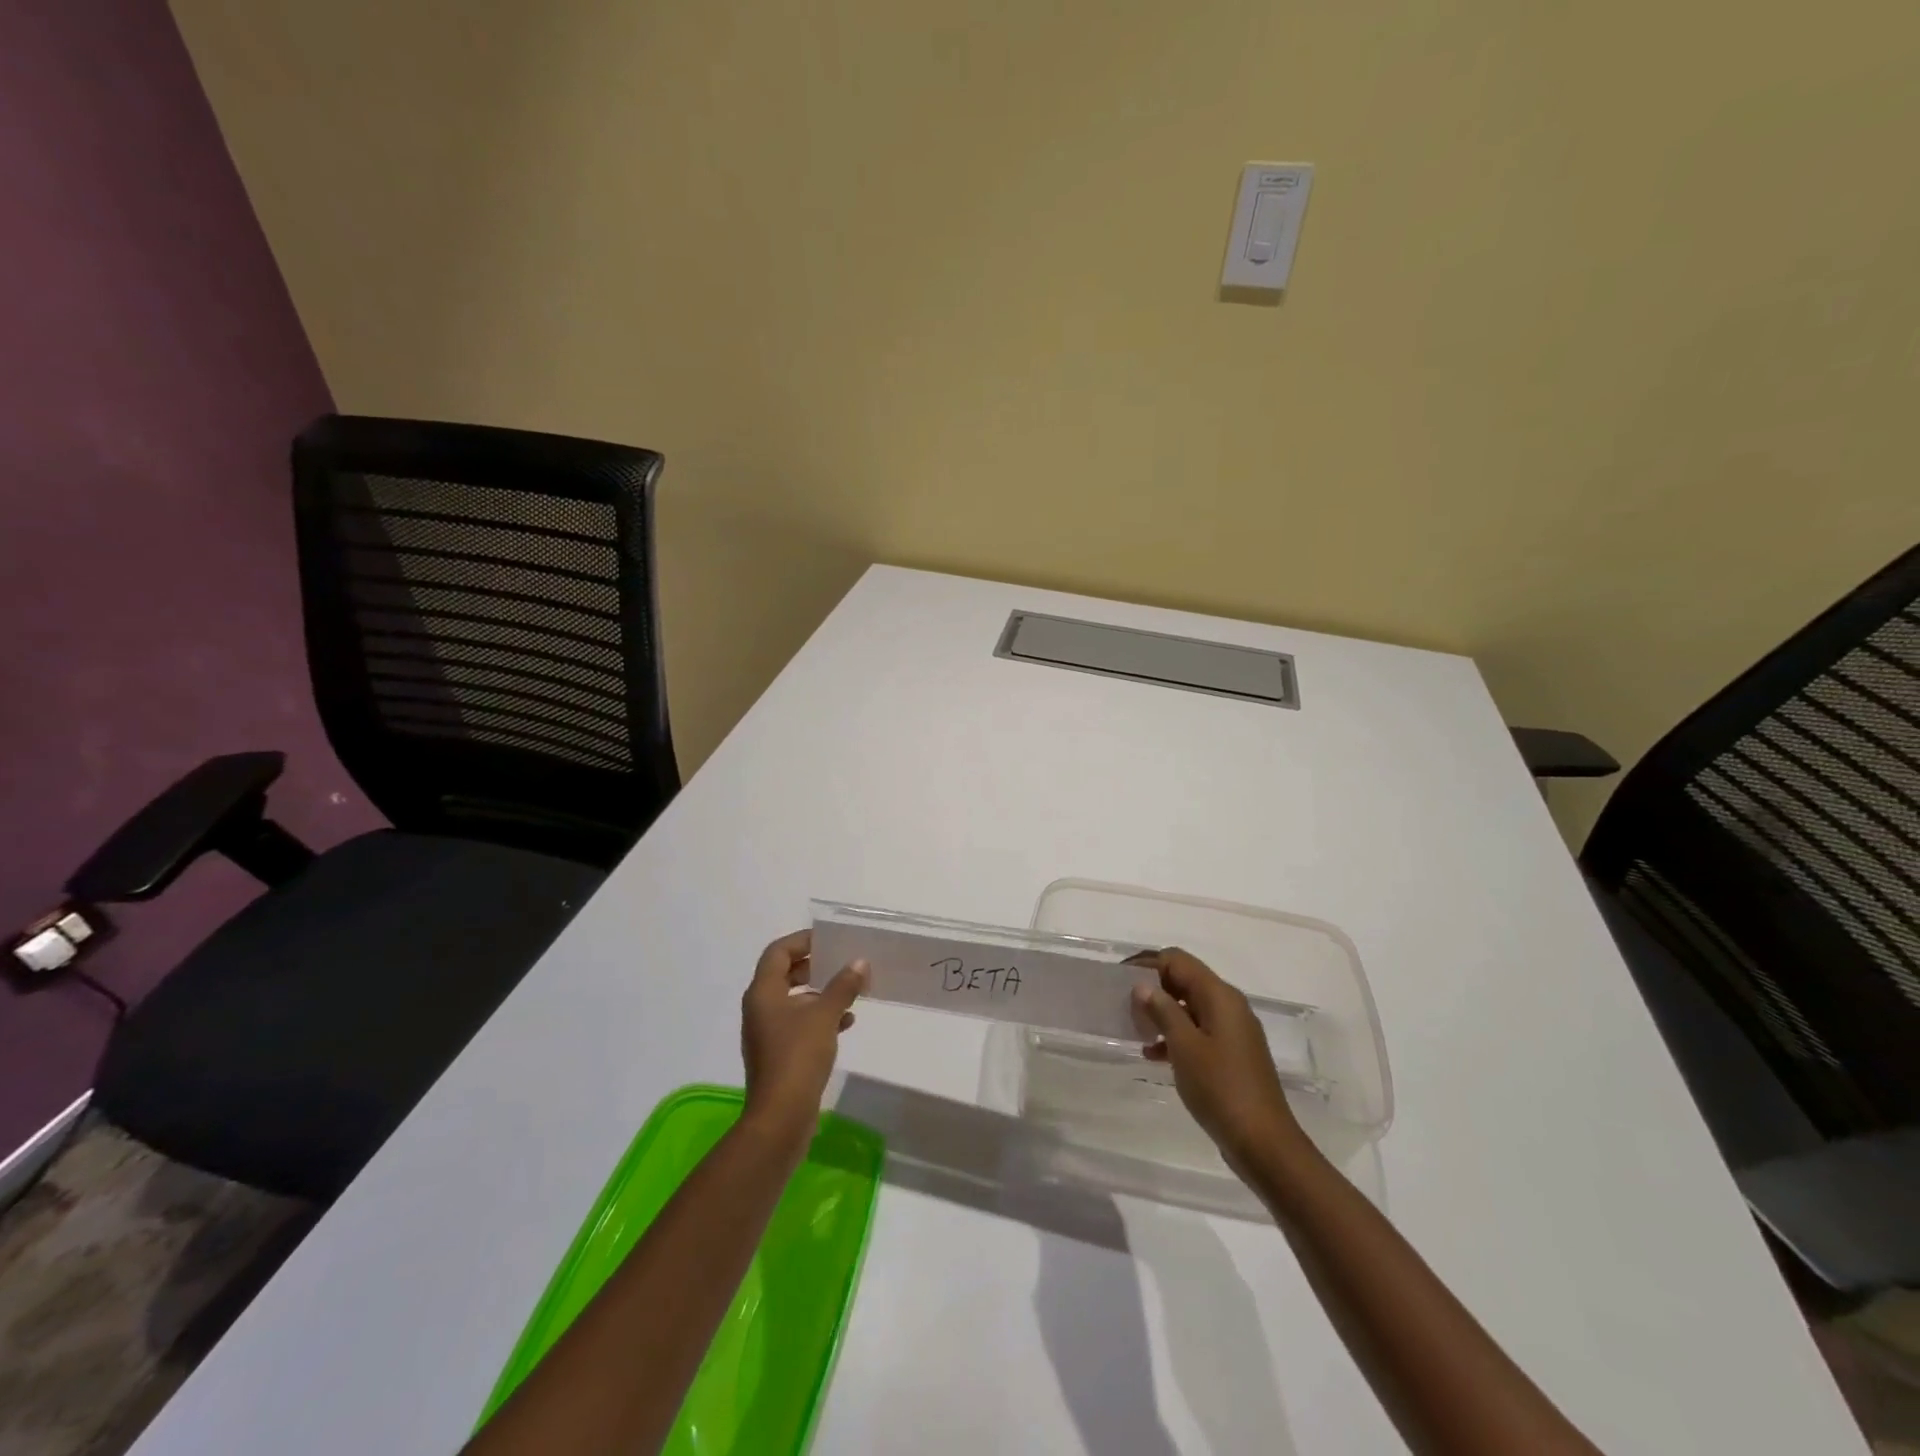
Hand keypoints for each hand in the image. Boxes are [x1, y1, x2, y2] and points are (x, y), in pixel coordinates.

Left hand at [740, 930, 866, 1141]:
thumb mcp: (825, 1015)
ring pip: (794, 1000)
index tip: (829, 939)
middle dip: (814, 966)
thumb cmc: (798, 1056)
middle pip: (785, 974)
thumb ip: (843, 986)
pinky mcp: (778, 1053)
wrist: (781, 1116)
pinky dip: (820, 1017)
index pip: (778, 952)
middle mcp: (760, 1008)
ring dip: (821, 993)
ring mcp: (767, 1032)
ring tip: (851, 991)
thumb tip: (859, 962)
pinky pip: (799, 1023)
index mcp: (763, 992)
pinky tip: (847, 1021)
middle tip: (841, 961)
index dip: (802, 940)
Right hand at [1130, 947, 1307, 1174]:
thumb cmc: (1220, 1088)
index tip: (1119, 979)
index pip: (1177, 960)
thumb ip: (1163, 1010)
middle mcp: (1229, 1006)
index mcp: (1219, 996)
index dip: (1147, 964)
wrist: (1263, 1143)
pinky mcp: (1232, 1055)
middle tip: (1123, 1006)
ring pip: (1190, 1007)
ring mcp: (1233, 1031)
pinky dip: (1176, 1036)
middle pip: (1184, 980)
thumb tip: (1143, 985)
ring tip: (1135, 1030)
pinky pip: (1198, 1031)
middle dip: (1153, 989)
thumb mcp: (1184, 1046)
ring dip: (1162, 1013)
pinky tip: (1153, 1055)